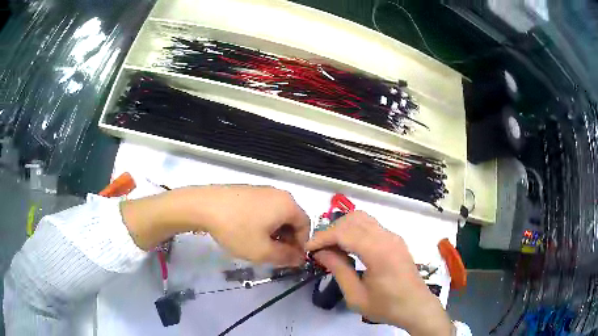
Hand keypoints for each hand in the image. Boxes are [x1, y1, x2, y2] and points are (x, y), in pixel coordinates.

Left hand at [196, 185, 309, 265]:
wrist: (203, 206)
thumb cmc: (237, 229)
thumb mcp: (262, 251)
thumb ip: (285, 258)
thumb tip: (299, 259)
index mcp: (288, 205)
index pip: (306, 227)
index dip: (300, 246)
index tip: (289, 259)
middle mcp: (279, 194)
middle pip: (292, 220)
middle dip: (287, 240)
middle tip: (274, 255)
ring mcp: (262, 190)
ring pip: (277, 215)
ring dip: (275, 232)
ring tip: (260, 245)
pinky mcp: (248, 191)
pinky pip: (264, 209)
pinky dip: (263, 223)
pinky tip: (247, 232)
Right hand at [305, 211, 453, 335]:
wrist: (416, 307)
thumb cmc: (386, 306)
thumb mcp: (356, 296)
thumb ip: (338, 270)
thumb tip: (322, 252)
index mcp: (379, 252)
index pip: (345, 233)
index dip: (323, 237)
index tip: (309, 248)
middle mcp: (387, 237)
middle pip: (353, 219)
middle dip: (332, 230)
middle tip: (319, 249)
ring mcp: (393, 236)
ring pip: (363, 219)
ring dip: (344, 228)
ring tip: (332, 247)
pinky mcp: (395, 240)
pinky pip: (371, 226)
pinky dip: (355, 231)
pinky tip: (349, 247)